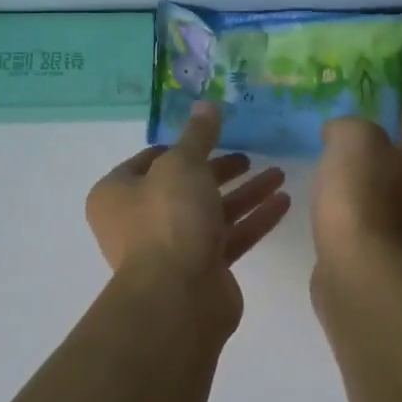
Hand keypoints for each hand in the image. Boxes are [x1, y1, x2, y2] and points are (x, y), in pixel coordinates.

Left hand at [86, 102, 291, 283]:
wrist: (178, 298)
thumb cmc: (169, 219)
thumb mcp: (183, 164)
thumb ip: (198, 134)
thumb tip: (206, 103)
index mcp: (118, 193)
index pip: (150, 159)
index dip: (182, 146)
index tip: (213, 135)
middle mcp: (138, 220)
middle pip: (185, 186)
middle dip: (221, 170)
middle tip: (250, 156)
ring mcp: (171, 248)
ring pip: (211, 212)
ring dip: (245, 193)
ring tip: (279, 174)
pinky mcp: (201, 270)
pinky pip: (229, 237)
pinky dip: (253, 219)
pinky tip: (283, 202)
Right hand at [313, 111, 401, 272]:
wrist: (361, 269)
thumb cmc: (362, 194)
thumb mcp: (352, 139)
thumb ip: (348, 125)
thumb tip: (340, 134)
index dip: (391, 112)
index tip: (364, 110)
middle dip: (379, 152)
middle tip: (344, 146)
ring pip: (391, 194)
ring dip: (368, 187)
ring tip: (335, 181)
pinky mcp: (395, 257)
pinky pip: (376, 224)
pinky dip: (360, 216)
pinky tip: (336, 215)